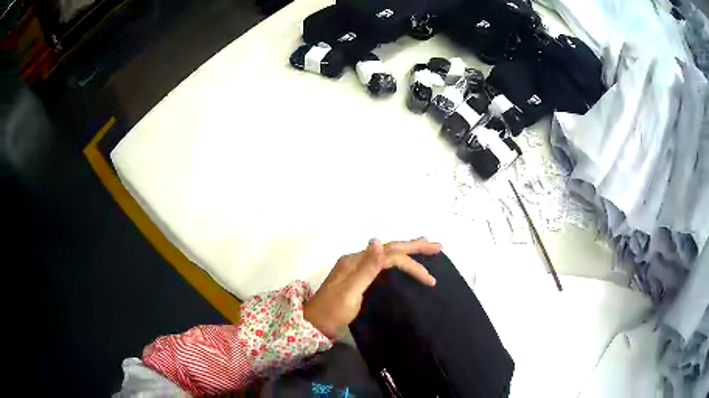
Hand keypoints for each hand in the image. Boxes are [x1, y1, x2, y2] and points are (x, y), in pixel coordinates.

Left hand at [303, 237, 440, 337]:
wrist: (314, 326)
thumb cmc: (332, 312)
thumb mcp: (349, 292)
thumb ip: (366, 268)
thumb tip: (377, 240)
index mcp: (355, 261)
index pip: (390, 255)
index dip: (412, 263)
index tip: (430, 280)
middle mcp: (357, 260)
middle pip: (390, 249)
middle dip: (414, 246)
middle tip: (438, 246)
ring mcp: (357, 269)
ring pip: (387, 255)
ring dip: (407, 251)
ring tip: (425, 247)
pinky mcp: (358, 279)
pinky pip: (382, 265)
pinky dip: (397, 262)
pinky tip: (403, 264)